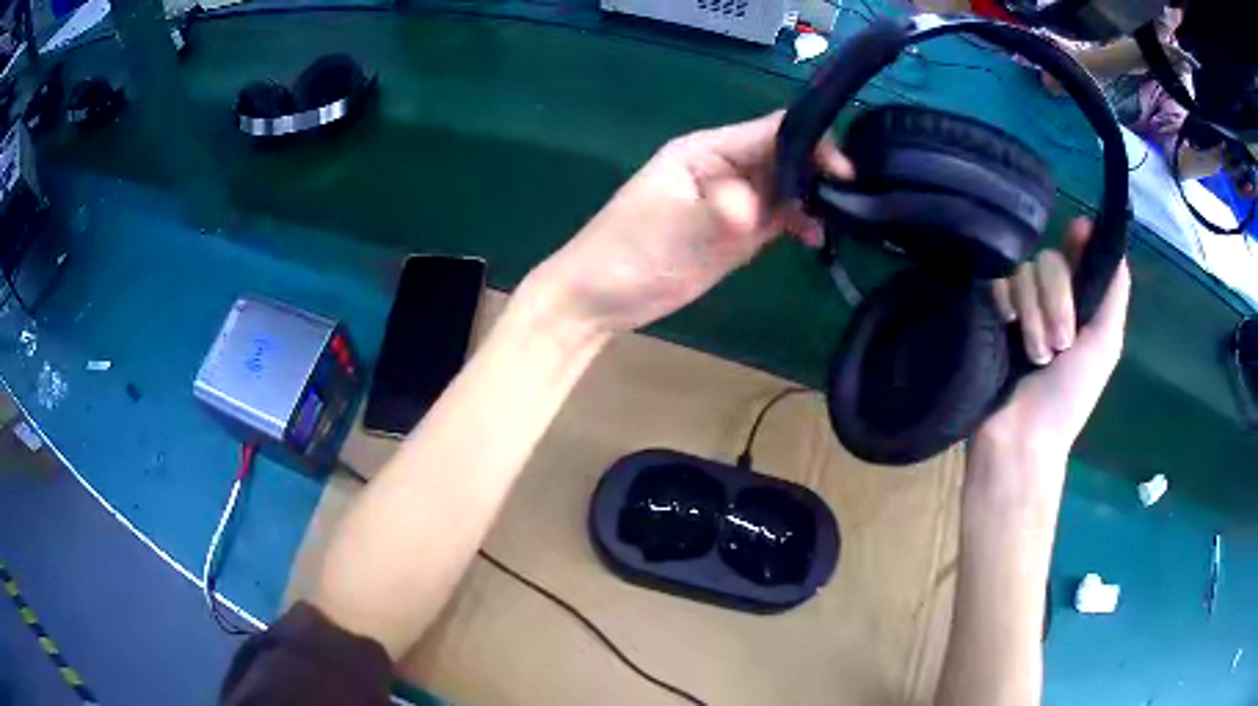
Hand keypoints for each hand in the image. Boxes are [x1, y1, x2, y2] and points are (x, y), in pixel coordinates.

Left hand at [523, 111, 850, 334]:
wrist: (597, 300)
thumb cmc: (627, 255)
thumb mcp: (675, 229)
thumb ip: (722, 211)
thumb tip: (761, 208)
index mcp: (705, 151)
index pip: (769, 131)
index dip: (811, 143)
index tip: (844, 170)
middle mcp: (723, 168)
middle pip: (782, 156)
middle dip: (817, 172)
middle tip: (854, 198)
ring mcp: (730, 201)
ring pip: (783, 188)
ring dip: (811, 199)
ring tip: (840, 220)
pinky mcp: (733, 232)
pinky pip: (775, 218)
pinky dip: (797, 224)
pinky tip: (815, 238)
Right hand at [982, 219, 1130, 476]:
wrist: (1020, 436)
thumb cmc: (1068, 399)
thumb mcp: (1104, 346)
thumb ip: (1114, 295)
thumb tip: (1116, 245)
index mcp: (1079, 305)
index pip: (1077, 253)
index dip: (1078, 239)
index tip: (1078, 231)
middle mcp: (1049, 299)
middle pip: (1050, 259)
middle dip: (1058, 300)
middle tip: (1060, 343)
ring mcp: (1018, 305)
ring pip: (1023, 271)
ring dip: (1034, 314)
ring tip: (1036, 354)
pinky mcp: (990, 311)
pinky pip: (997, 282)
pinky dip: (1006, 304)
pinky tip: (1007, 330)